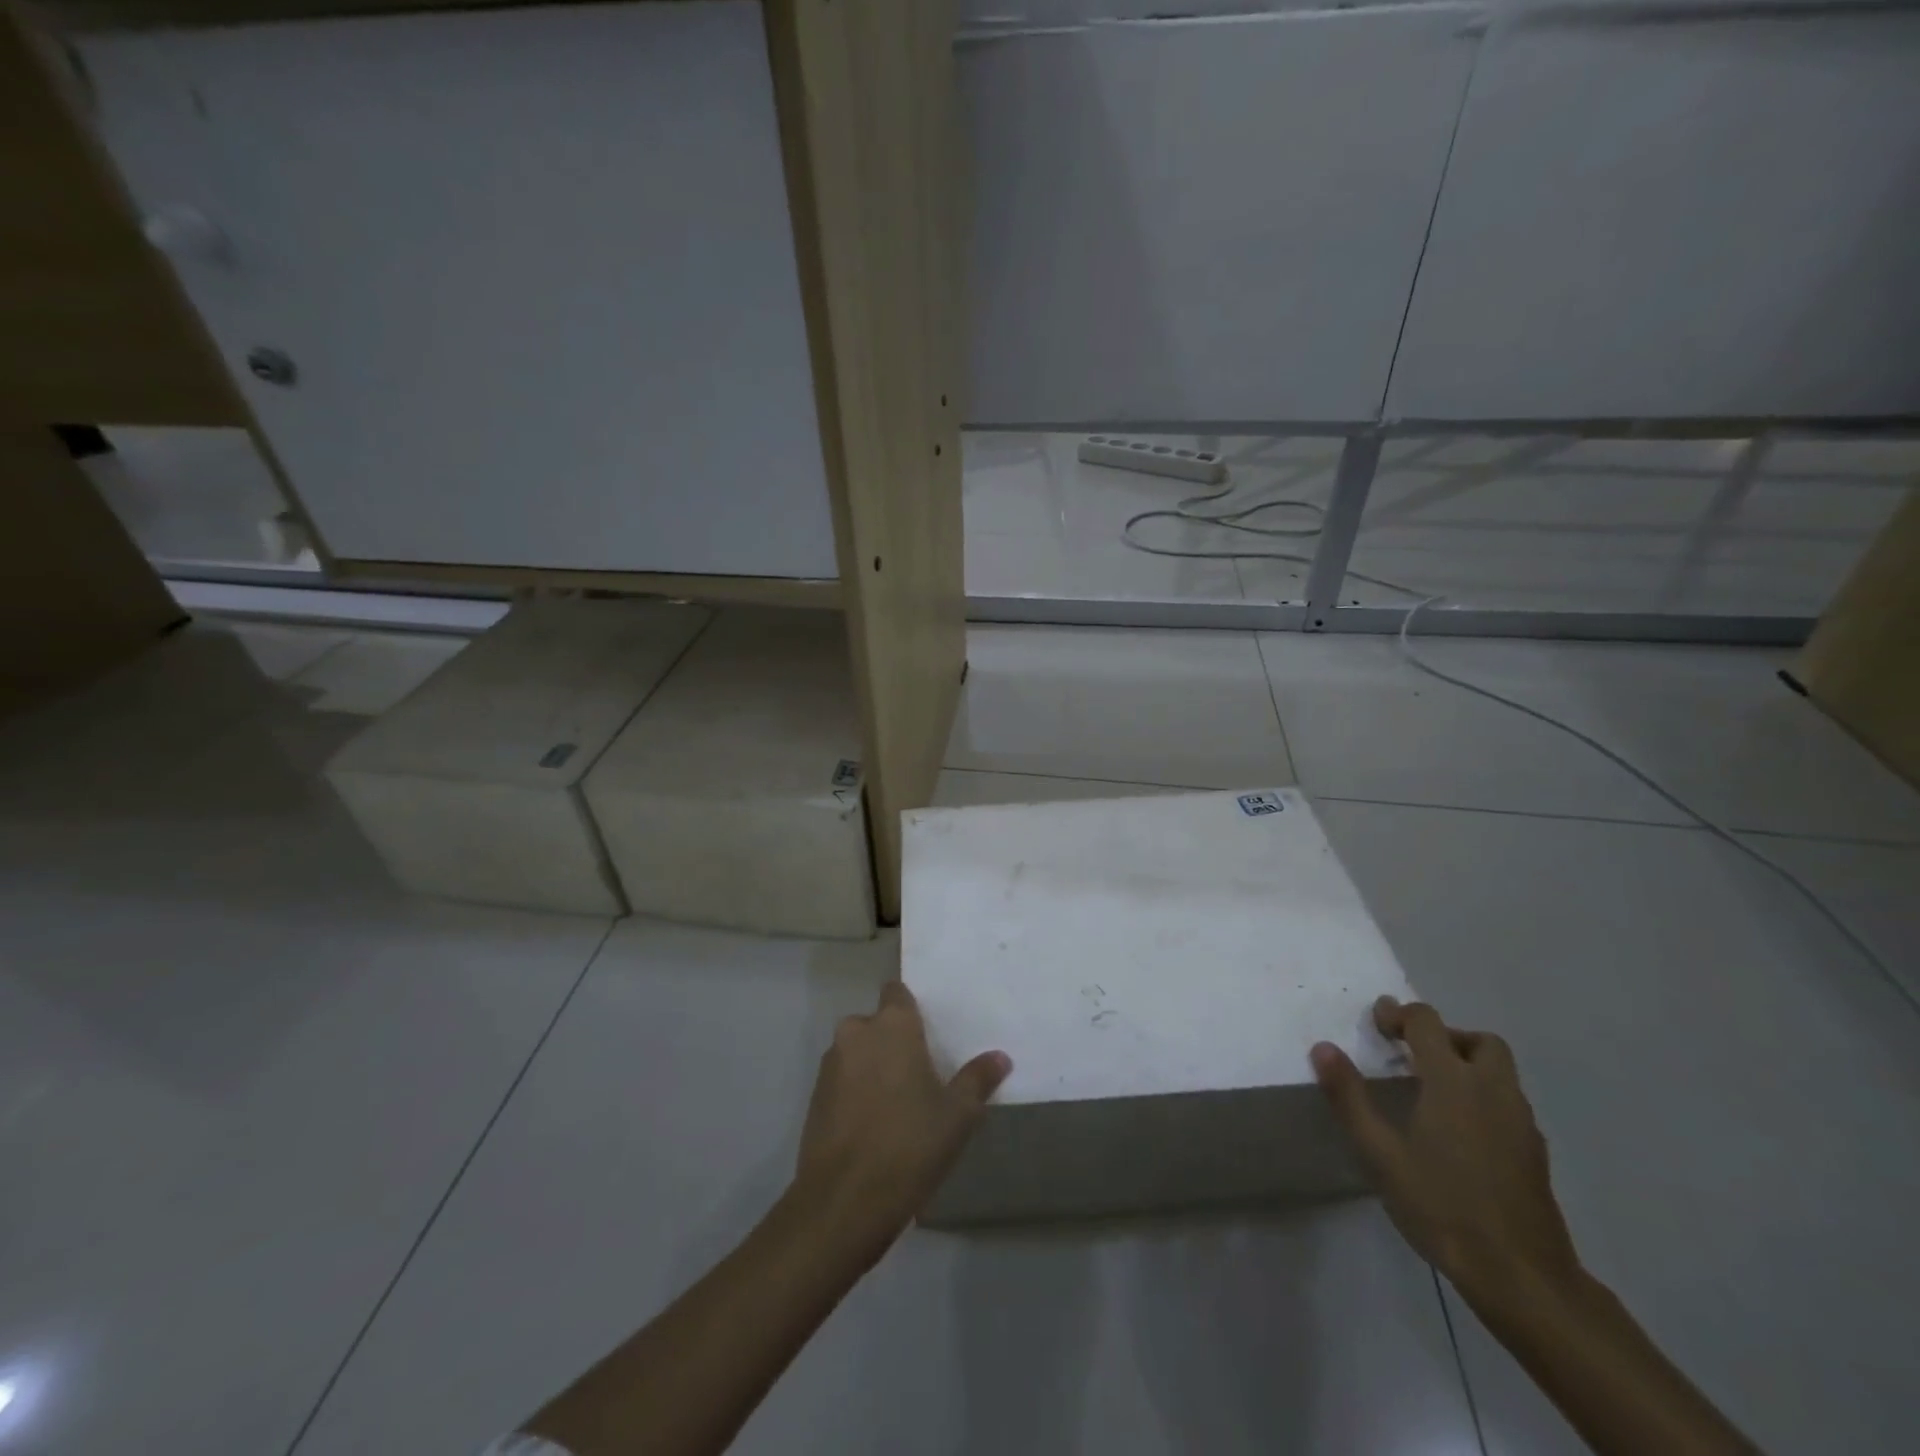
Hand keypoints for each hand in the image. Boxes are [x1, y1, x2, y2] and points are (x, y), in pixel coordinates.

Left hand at [796, 981, 1010, 1259]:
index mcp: (892, 1025)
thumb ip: (978, 1079)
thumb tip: (1000, 1057)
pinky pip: (841, 1080)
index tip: (927, 1032)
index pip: (897, 992)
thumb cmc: (910, 1144)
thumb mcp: (958, 1115)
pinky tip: (872, 1125)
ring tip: (897, 1104)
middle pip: (876, 1024)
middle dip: (892, 1042)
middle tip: (918, 1075)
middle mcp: (856, 1033)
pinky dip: (855, 1092)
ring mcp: (830, 1065)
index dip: (910, 1008)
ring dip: (872, 1067)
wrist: (844, 1200)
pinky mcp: (814, 1097)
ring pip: (857, 1052)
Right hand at [1312, 997, 1580, 1304]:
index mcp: (1454, 1082)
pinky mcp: (1535, 1152)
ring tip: (1431, 1091)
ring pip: (1499, 1071)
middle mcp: (1493, 1091)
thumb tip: (1323, 1048)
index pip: (1427, 1023)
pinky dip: (1483, 1096)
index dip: (1399, 1014)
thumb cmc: (1442, 1207)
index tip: (1376, 1023)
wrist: (1522, 1277)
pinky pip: (1508, 1102)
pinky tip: (1459, 1132)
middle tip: (1412, 1054)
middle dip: (1444, 1036)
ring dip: (1466, 1064)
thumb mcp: (1380, 1153)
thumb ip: (1349, 1096)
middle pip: (1478, 1040)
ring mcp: (1521, 1122)